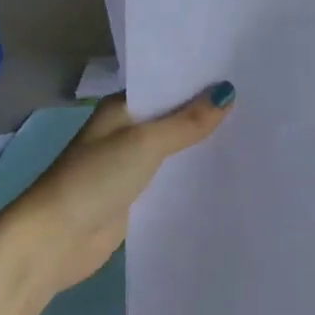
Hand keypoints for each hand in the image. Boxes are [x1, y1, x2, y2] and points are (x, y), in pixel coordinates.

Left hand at [0, 84, 235, 300]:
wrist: (56, 240)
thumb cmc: (95, 178)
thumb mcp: (145, 143)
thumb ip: (187, 121)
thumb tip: (228, 92)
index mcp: (122, 109)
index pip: (166, 86)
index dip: (200, 81)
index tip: (242, 75)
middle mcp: (126, 132)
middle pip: (174, 118)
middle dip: (208, 115)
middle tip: (259, 105)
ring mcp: (131, 166)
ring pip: (175, 151)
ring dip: (202, 147)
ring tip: (253, 136)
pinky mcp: (136, 198)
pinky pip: (172, 181)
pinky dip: (193, 177)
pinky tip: (226, 174)